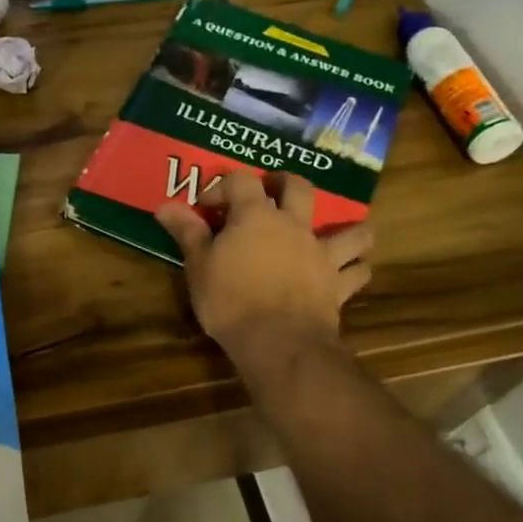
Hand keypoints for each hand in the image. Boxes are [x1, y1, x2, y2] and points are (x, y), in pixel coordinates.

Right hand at [155, 171, 372, 365]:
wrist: (277, 341)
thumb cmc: (229, 300)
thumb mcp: (198, 265)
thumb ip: (186, 232)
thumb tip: (165, 205)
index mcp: (255, 215)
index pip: (240, 181)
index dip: (222, 187)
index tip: (207, 206)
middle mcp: (293, 226)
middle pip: (299, 188)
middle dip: (285, 184)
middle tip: (271, 192)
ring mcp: (321, 254)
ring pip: (350, 231)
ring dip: (348, 229)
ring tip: (339, 232)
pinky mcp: (337, 285)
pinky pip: (357, 271)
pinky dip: (355, 269)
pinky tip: (349, 271)